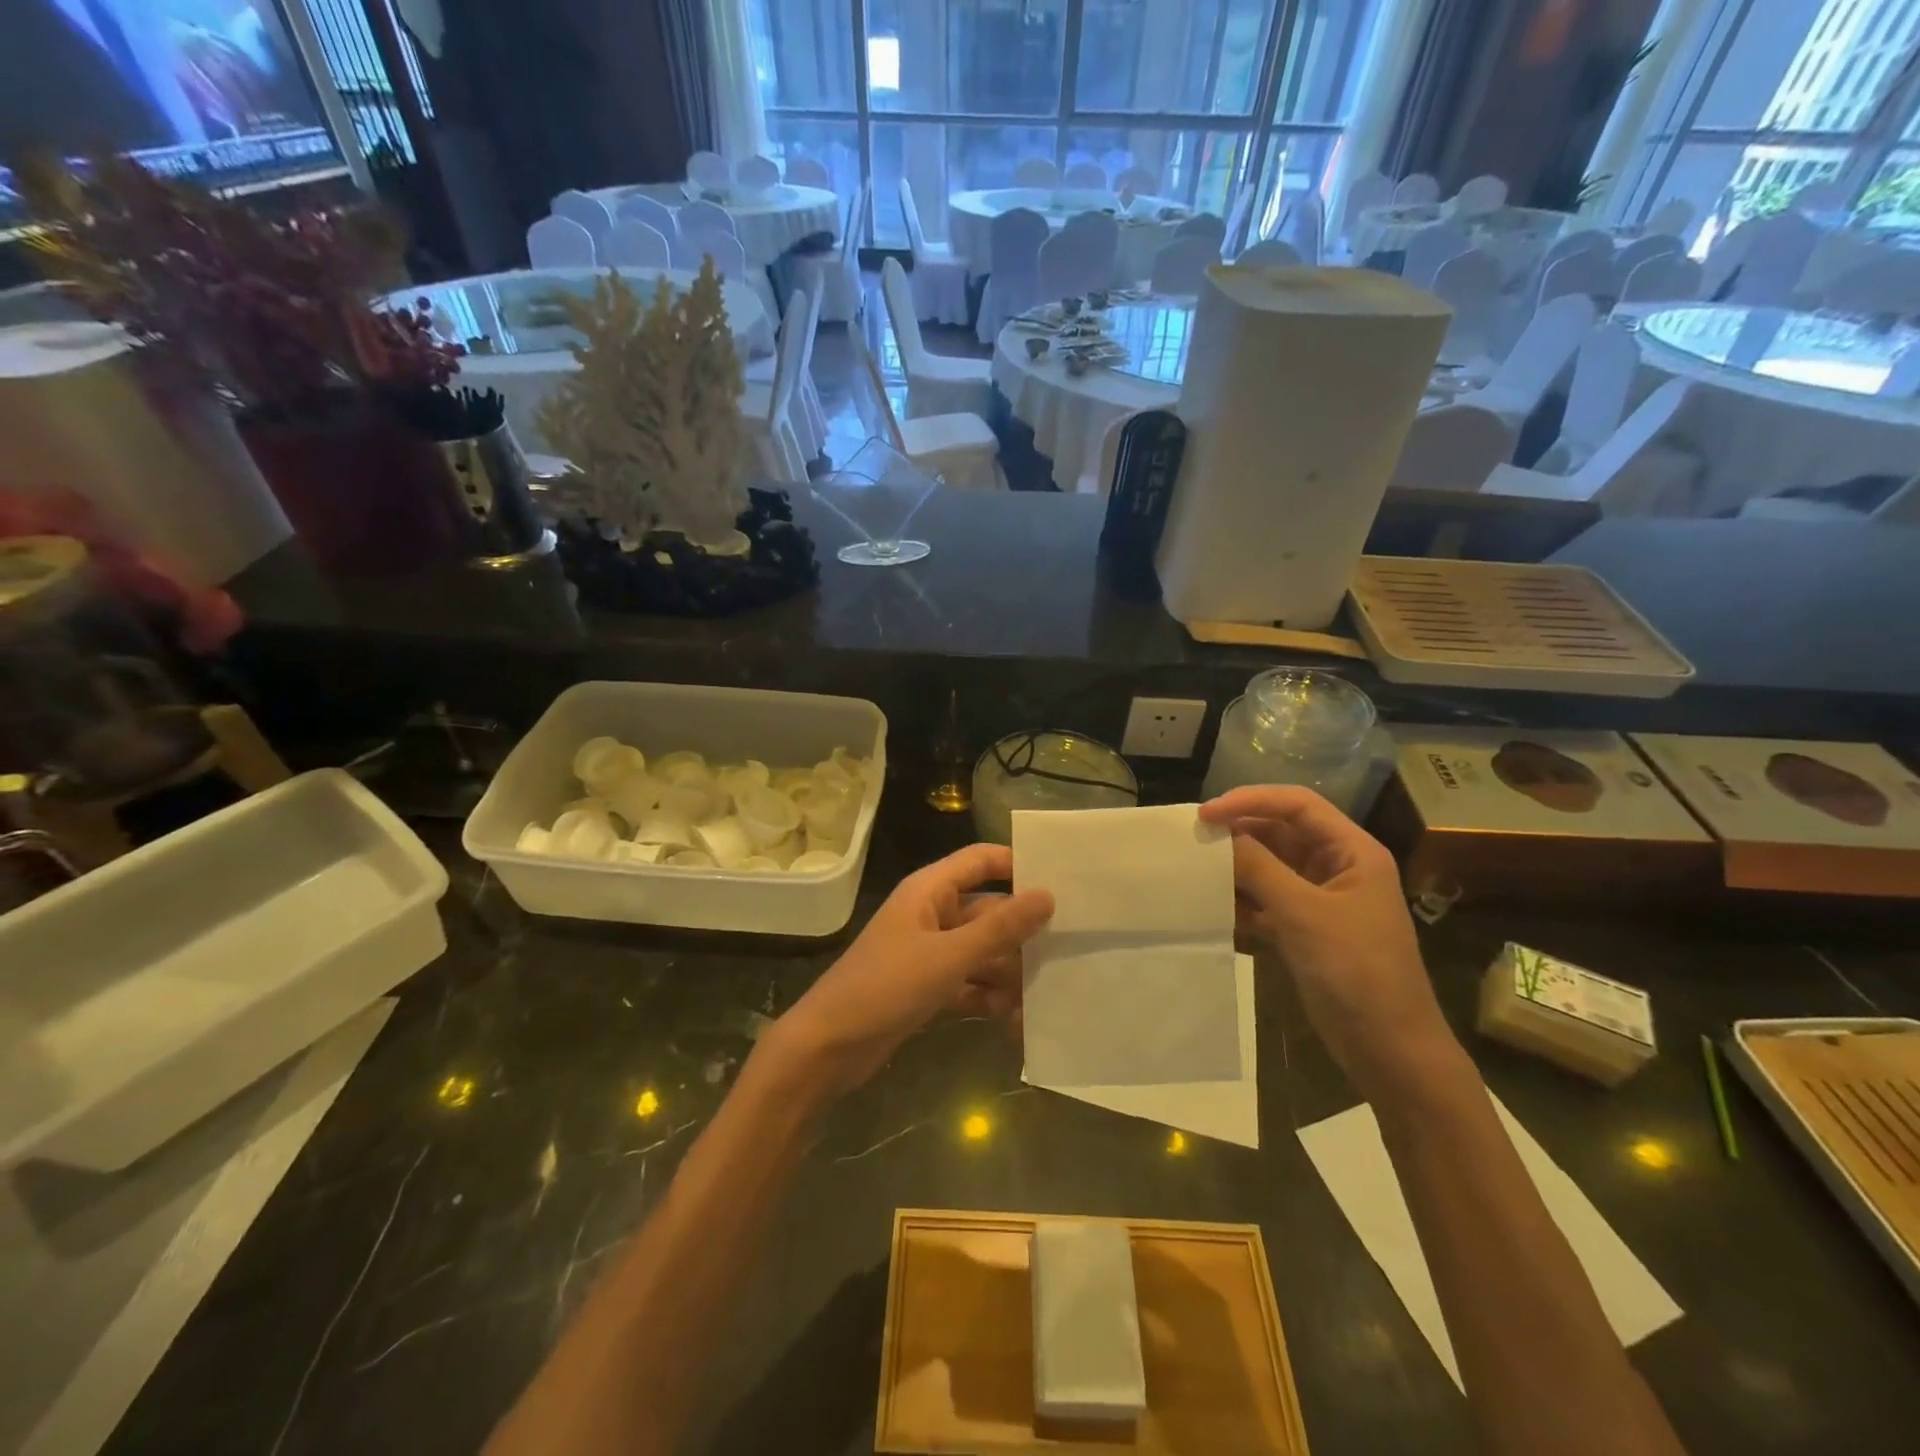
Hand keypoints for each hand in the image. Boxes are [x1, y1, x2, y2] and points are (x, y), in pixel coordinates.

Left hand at [762, 844, 1054, 1098]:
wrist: (828, 1048)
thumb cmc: (886, 987)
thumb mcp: (948, 957)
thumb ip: (1000, 928)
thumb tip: (1047, 895)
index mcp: (930, 890)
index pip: (981, 860)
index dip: (1018, 864)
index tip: (1061, 883)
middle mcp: (932, 914)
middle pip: (988, 911)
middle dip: (1022, 933)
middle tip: (1069, 951)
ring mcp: (930, 952)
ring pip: (983, 952)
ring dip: (1009, 974)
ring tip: (1043, 999)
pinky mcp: (928, 987)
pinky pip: (970, 983)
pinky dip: (990, 999)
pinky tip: (1015, 1022)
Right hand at [1199, 786, 1462, 1101]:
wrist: (1390, 1050)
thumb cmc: (1356, 973)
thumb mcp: (1304, 915)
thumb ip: (1258, 868)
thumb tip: (1218, 834)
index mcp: (1352, 852)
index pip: (1297, 804)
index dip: (1250, 800)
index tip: (1205, 814)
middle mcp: (1337, 867)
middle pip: (1280, 832)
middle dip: (1238, 834)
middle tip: (1194, 842)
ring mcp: (1321, 899)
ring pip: (1269, 866)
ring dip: (1236, 869)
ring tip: (1198, 874)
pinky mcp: (1305, 928)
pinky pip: (1266, 900)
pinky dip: (1242, 901)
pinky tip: (1216, 911)